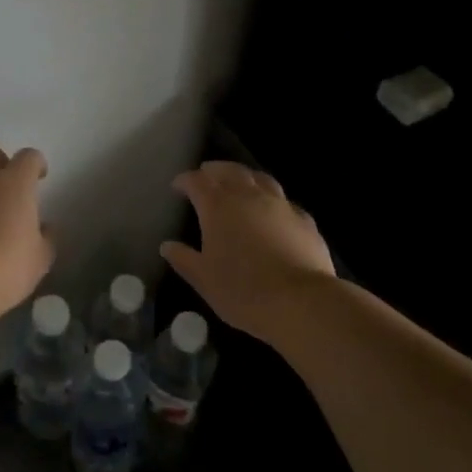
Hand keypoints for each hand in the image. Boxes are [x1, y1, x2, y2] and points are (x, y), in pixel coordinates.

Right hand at [161, 162, 335, 342]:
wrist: (300, 301)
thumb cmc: (242, 290)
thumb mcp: (204, 279)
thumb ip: (184, 259)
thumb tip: (167, 246)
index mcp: (218, 207)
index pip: (197, 182)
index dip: (185, 180)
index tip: (177, 185)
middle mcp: (249, 197)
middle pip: (230, 171)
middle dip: (215, 170)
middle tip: (206, 173)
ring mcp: (280, 205)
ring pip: (261, 178)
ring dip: (245, 176)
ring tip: (239, 180)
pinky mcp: (304, 220)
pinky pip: (284, 200)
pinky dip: (272, 199)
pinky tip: (273, 209)